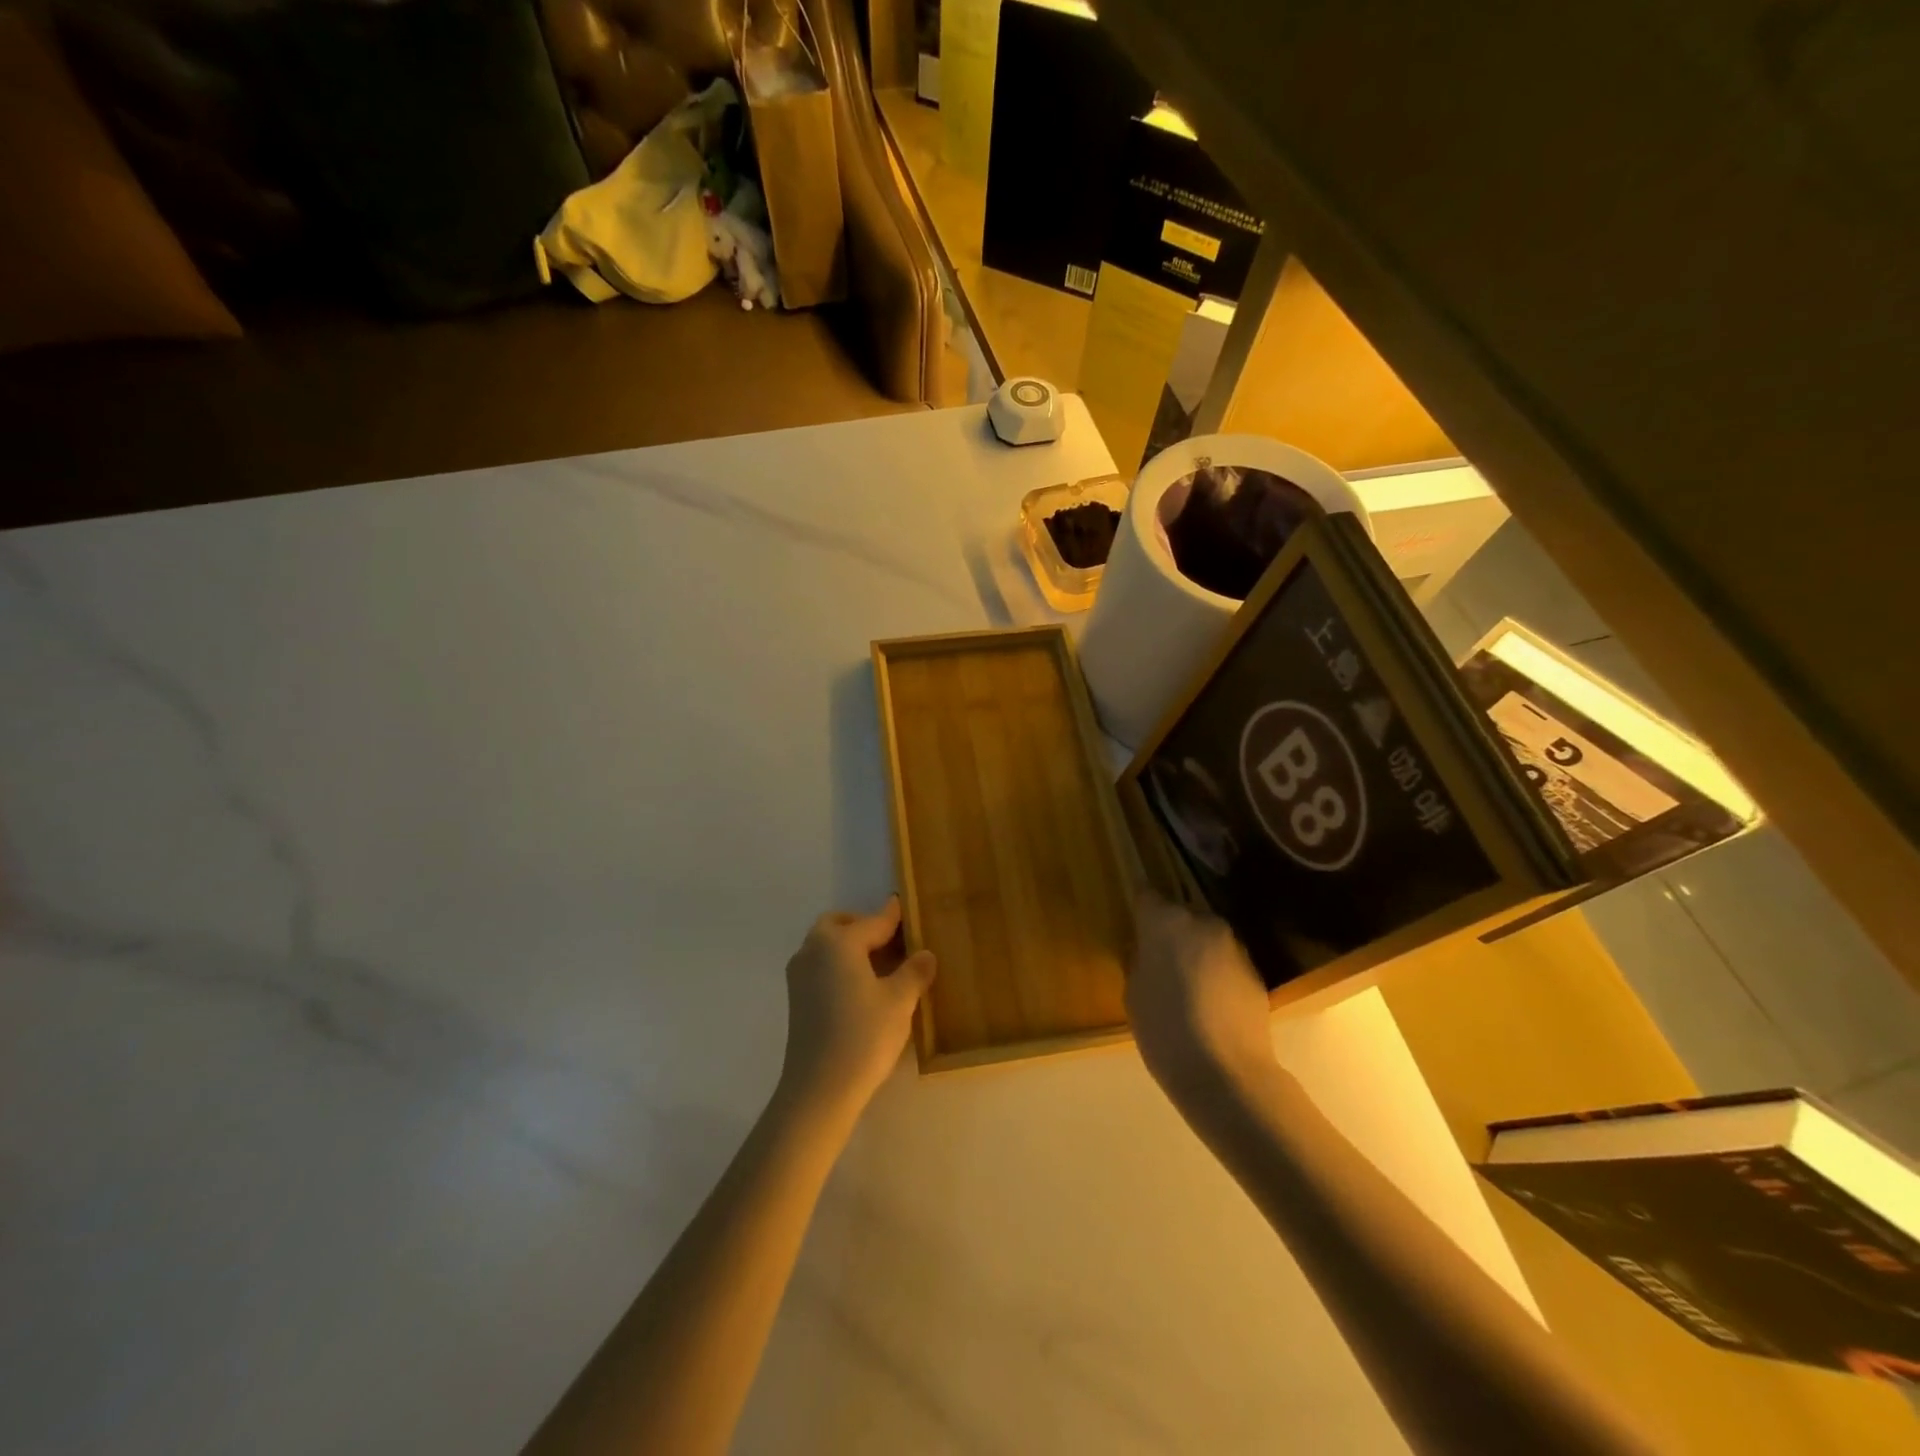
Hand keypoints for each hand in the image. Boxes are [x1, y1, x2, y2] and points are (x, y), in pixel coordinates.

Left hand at [778, 897, 935, 1116]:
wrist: (818, 1089)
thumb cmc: (863, 1036)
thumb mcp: (899, 1001)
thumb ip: (914, 972)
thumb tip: (926, 954)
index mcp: (838, 942)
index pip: (873, 921)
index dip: (893, 916)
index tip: (903, 905)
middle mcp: (813, 950)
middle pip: (839, 925)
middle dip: (863, 927)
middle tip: (891, 941)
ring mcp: (800, 975)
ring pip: (826, 946)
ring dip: (849, 946)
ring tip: (880, 965)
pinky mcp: (796, 999)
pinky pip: (820, 966)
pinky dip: (839, 965)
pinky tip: (861, 987)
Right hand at [1127, 893, 1277, 1103]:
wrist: (1227, 1073)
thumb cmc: (1164, 1029)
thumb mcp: (1134, 993)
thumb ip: (1140, 961)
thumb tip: (1149, 951)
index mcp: (1165, 921)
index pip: (1146, 895)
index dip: (1139, 906)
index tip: (1134, 918)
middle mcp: (1203, 922)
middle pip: (1181, 915)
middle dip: (1170, 931)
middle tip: (1158, 960)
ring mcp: (1234, 945)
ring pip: (1206, 938)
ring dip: (1195, 952)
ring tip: (1185, 986)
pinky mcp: (1256, 971)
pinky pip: (1226, 962)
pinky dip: (1216, 973)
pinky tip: (1209, 1003)